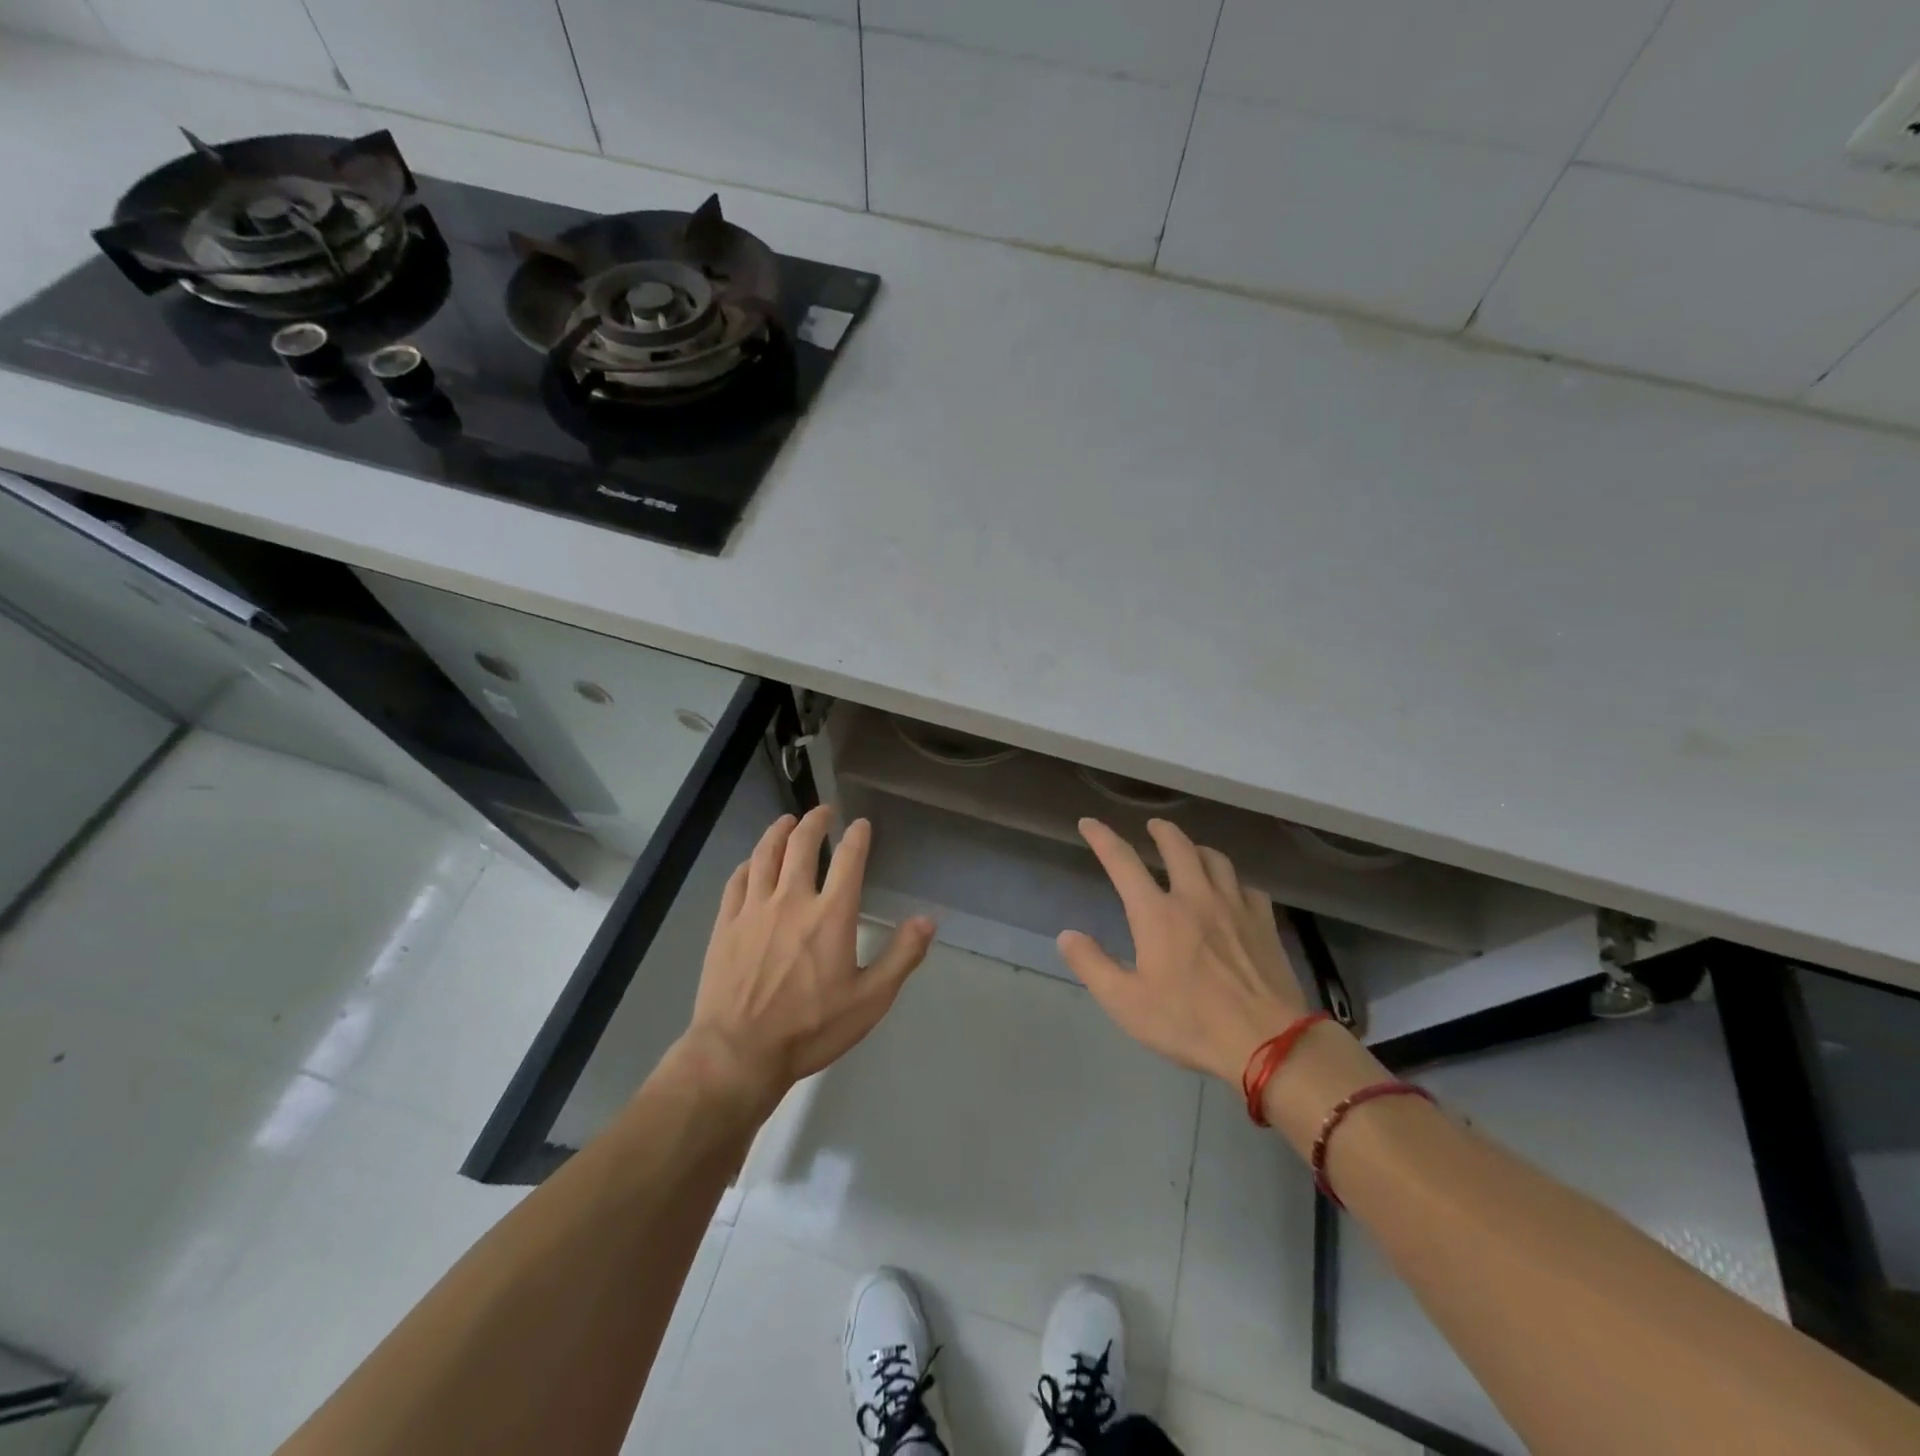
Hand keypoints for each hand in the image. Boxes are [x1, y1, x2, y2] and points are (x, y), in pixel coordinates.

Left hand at [684, 806, 934, 1106]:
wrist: (739, 1053)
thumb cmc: (811, 1028)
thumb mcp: (870, 1000)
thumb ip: (901, 956)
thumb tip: (927, 920)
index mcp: (831, 914)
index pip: (848, 859)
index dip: (857, 836)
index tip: (861, 824)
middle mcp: (792, 900)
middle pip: (801, 844)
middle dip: (815, 821)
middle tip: (824, 810)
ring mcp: (753, 909)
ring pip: (765, 854)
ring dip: (778, 831)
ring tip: (787, 820)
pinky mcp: (725, 924)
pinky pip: (737, 881)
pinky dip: (748, 863)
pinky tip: (752, 862)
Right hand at [1058, 817, 1307, 1085]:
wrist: (1268, 1042)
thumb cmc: (1189, 1022)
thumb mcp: (1126, 1003)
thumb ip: (1092, 965)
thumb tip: (1067, 935)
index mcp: (1157, 914)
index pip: (1122, 862)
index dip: (1102, 837)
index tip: (1089, 822)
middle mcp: (1195, 898)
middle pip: (1178, 847)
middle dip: (1161, 831)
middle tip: (1153, 826)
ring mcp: (1235, 907)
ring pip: (1216, 860)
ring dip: (1198, 848)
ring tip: (1192, 851)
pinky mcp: (1265, 924)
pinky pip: (1248, 887)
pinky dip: (1234, 881)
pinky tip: (1234, 892)